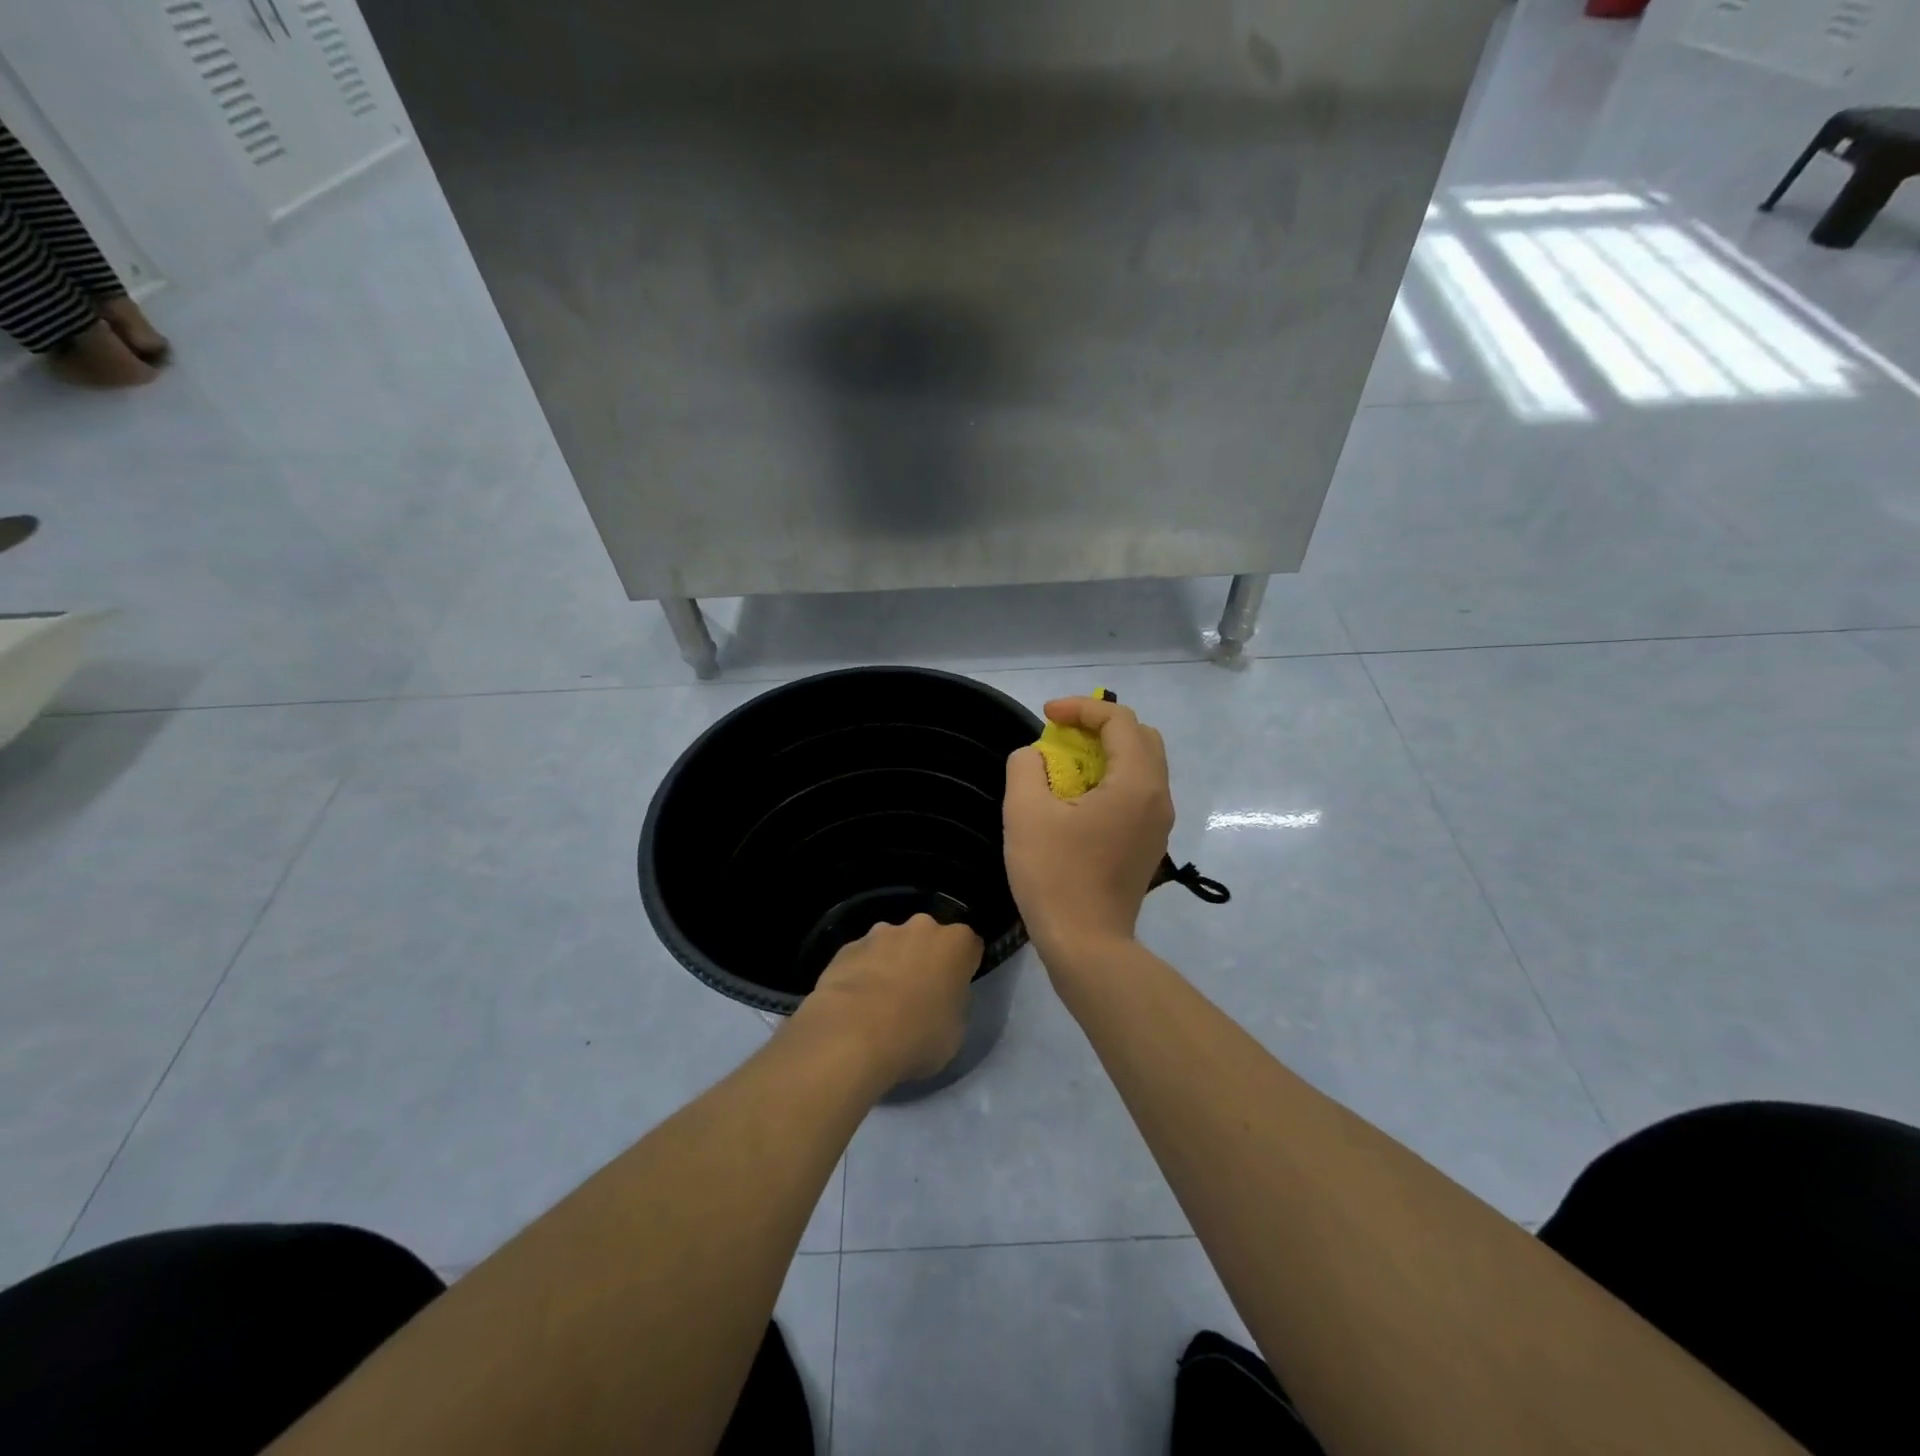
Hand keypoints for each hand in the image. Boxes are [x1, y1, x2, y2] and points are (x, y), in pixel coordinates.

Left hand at [800, 914, 983, 1084]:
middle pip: (929, 938)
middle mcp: (921, 927)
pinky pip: (863, 957)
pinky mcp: (848, 947)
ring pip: (893, 943)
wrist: (853, 1034)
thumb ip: (954, 1002)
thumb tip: (942, 996)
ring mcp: (880, 933)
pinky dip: (862, 972)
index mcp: (956, 943)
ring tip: (880, 1000)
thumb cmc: (918, 1035)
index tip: (955, 988)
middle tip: (918, 993)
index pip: (970, 946)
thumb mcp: (956, 1029)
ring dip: (892, 962)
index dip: (964, 967)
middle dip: (926, 957)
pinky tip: (854, 1003)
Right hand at [1004, 697, 1174, 968]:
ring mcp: (1159, 823)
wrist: (1086, 945)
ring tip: (1066, 765)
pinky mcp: (1150, 844)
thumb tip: (1035, 757)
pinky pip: (1138, 793)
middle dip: (1099, 726)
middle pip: (1140, 737)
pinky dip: (1112, 779)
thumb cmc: (1056, 876)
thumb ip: (1026, 767)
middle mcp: (1159, 797)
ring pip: (1142, 765)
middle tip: (1061, 735)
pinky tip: (1078, 799)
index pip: (1119, 720)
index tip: (1047, 716)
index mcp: (1136, 782)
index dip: (1081, 707)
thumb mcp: (1026, 813)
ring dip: (1106, 753)